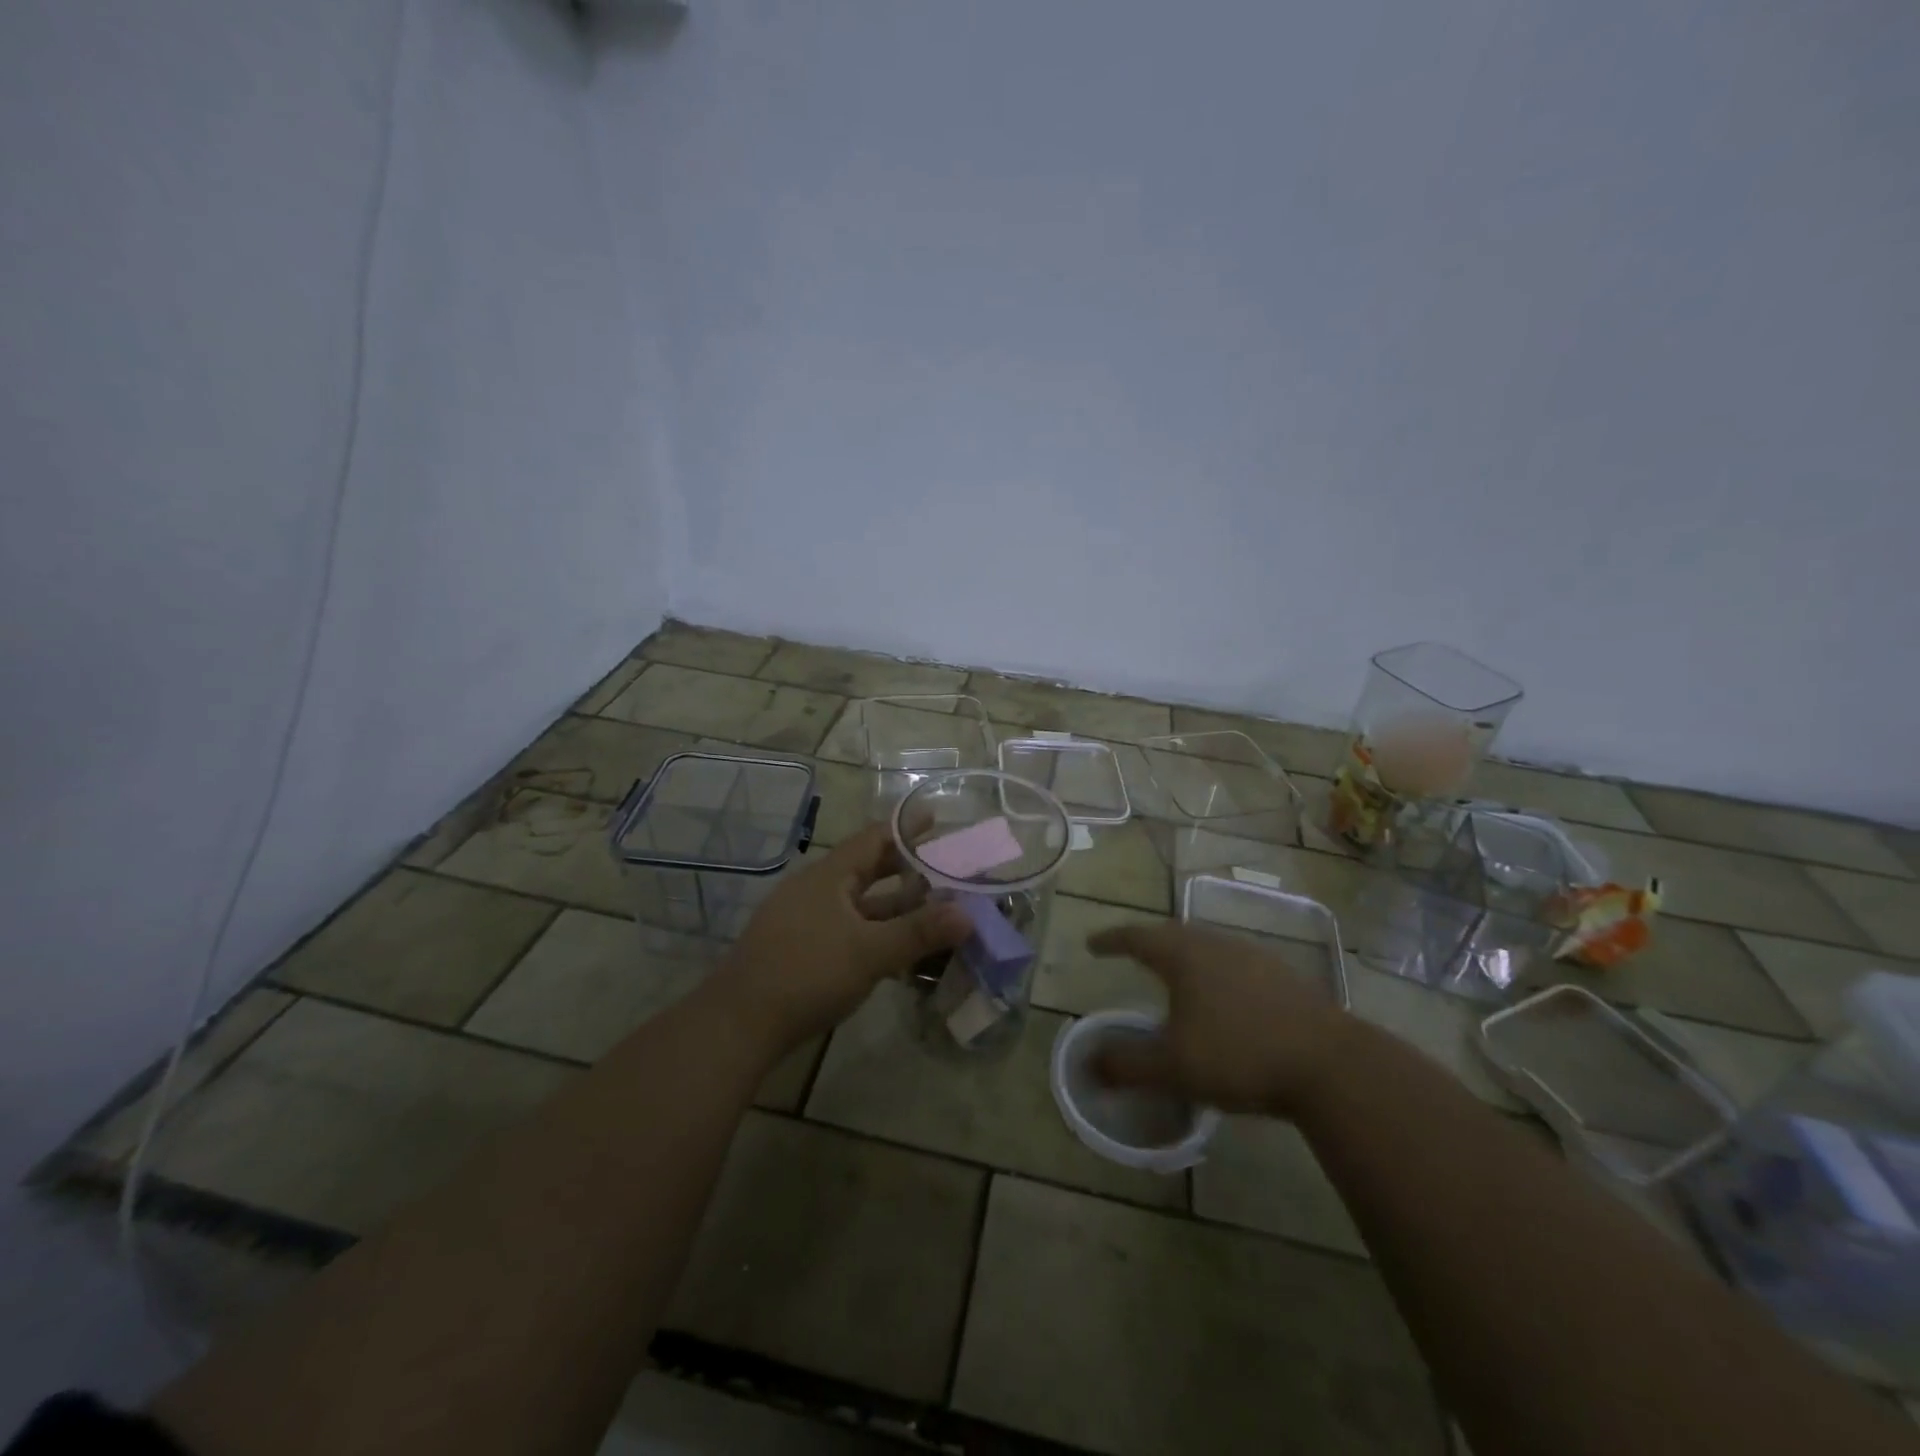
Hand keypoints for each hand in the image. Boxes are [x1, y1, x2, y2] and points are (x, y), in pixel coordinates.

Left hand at [708, 821, 970, 1052]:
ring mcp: (806, 921)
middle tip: (943, 864)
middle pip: (867, 869)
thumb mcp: (869, 952)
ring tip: (932, 906)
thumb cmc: (807, 973)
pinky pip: (849, 929)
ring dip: (894, 905)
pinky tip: (897, 948)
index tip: (934, 817)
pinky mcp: (802, 950)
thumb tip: (968, 915)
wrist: (739, 1023)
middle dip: (905, 868)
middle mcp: (816, 890)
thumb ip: (918, 933)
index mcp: (830, 876)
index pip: (874, 839)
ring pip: (860, 904)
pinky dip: (877, 931)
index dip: (905, 828)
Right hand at [1086, 922, 1352, 1114]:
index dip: (1111, 940)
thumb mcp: (1173, 1067)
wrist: (1329, 1064)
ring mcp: (1254, 956)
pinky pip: (1235, 962)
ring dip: (1184, 955)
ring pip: (1207, 945)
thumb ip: (1126, 1064)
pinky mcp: (1283, 975)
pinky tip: (1224, 996)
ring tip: (1174, 973)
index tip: (1092, 945)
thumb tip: (1088, 1063)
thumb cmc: (1239, 1055)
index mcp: (1184, 955)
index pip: (1137, 937)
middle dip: (1148, 942)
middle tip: (1130, 953)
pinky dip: (1215, 971)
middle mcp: (1216, 944)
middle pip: (1173, 933)